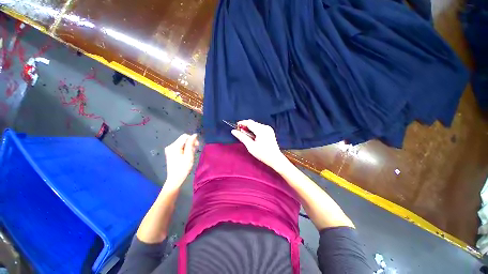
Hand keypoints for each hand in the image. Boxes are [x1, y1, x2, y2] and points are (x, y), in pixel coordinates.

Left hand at [164, 133, 198, 190]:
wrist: (175, 179)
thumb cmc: (183, 168)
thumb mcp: (189, 156)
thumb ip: (191, 144)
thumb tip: (194, 135)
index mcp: (174, 146)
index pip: (185, 136)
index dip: (192, 139)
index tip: (197, 146)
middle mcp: (170, 146)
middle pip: (183, 139)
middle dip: (191, 143)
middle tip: (194, 151)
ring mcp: (170, 149)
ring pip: (182, 143)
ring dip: (188, 147)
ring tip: (191, 155)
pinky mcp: (171, 152)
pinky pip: (180, 147)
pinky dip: (185, 149)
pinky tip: (187, 155)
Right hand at [231, 120, 288, 170]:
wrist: (275, 158)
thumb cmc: (262, 154)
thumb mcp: (250, 146)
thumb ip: (242, 137)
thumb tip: (233, 131)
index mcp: (261, 130)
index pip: (249, 123)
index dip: (241, 123)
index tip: (235, 127)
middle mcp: (266, 127)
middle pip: (253, 123)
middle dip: (245, 126)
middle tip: (240, 133)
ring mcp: (268, 128)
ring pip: (256, 125)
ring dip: (250, 128)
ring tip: (246, 136)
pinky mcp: (269, 131)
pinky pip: (259, 127)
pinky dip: (254, 130)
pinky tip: (252, 136)